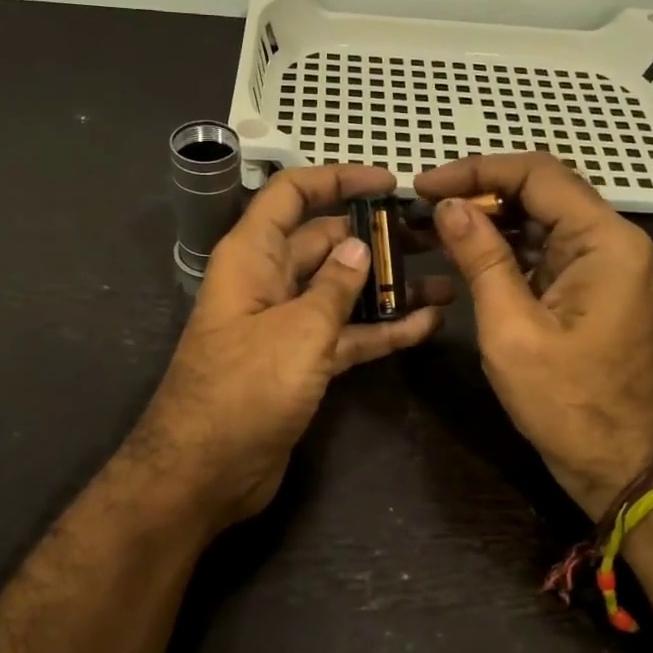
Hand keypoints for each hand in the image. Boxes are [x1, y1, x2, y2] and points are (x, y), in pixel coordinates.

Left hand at [135, 165, 450, 531]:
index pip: (292, 195)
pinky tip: (427, 324)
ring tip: (445, 279)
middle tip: (433, 236)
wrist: (206, 472)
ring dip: (387, 285)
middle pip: (324, 242)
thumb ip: (334, 286)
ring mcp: (286, 325)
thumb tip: (358, 247)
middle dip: (375, 236)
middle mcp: (268, 282)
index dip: (338, 180)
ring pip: (341, 291)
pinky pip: (346, 334)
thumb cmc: (245, 389)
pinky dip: (381, 329)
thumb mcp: (297, 331)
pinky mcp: (301, 363)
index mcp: (252, 257)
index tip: (389, 183)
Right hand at [414, 154, 652, 519]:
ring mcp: (601, 264)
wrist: (623, 464)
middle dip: (479, 192)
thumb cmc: (568, 402)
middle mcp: (609, 240)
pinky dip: (503, 248)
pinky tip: (464, 253)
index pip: (536, 174)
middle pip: (540, 190)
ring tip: (432, 225)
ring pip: (539, 219)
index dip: (476, 171)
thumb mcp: (512, 329)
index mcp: (603, 240)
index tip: (424, 186)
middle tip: (422, 205)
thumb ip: (481, 259)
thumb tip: (448, 206)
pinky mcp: (587, 288)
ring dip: (488, 219)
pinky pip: (543, 251)